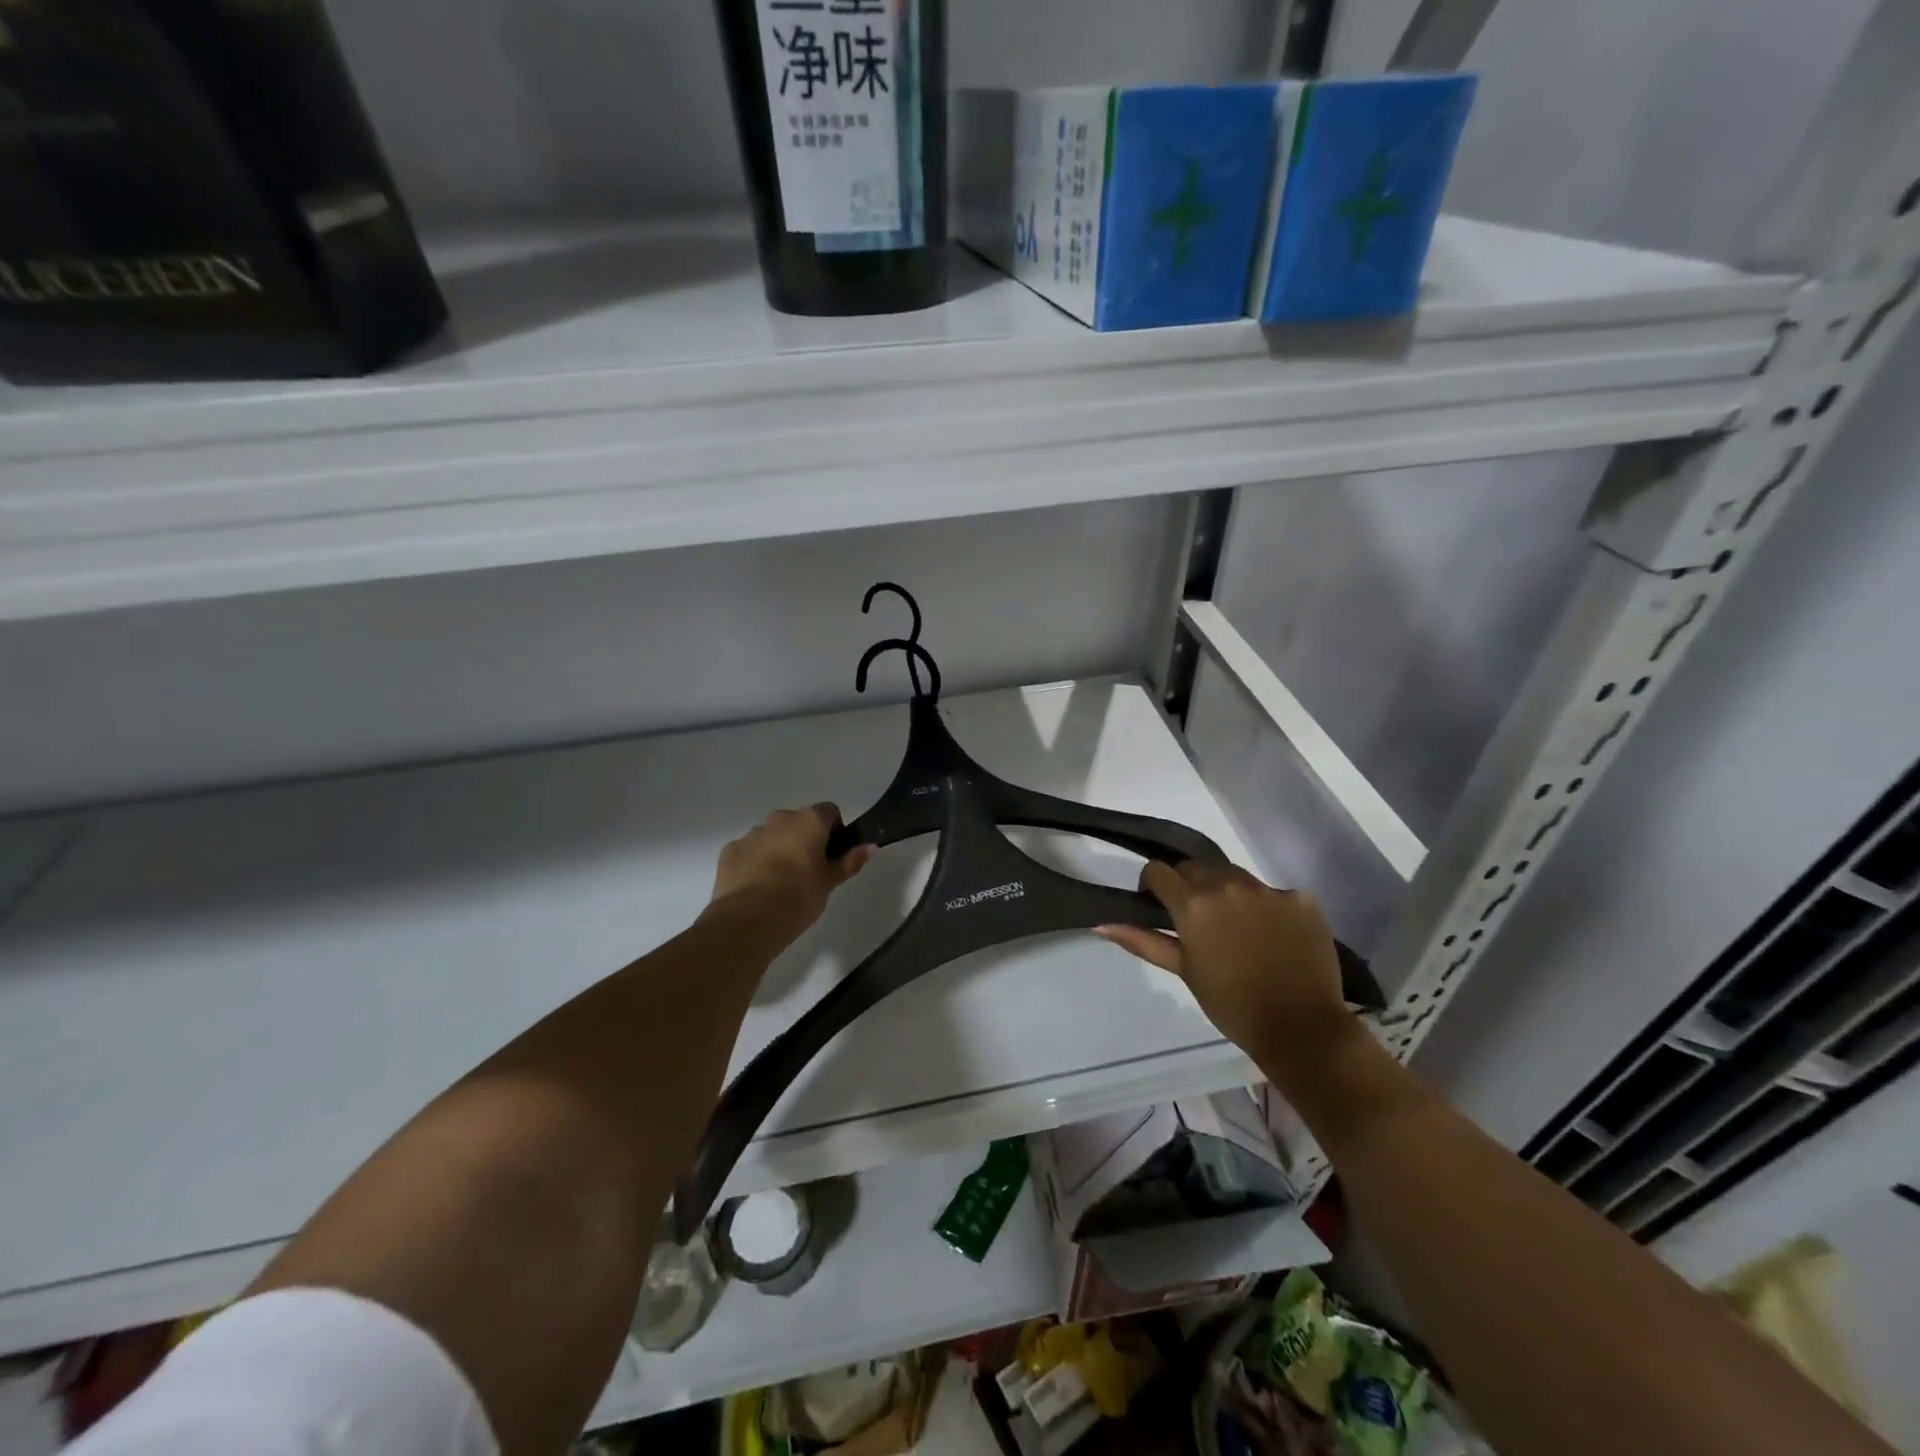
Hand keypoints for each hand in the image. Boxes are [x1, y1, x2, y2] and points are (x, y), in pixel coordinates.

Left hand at [708, 804, 874, 945]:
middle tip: (808, 872)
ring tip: (780, 884)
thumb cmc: (799, 897)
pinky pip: (748, 851)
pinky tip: (757, 889)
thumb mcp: (830, 882)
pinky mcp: (729, 852)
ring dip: (778, 851)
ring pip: (771, 836)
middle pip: (798, 822)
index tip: (832, 856)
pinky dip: (754, 863)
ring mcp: (751, 834)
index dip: (834, 831)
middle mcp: (779, 819)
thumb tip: (871, 846)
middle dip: (803, 840)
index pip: (829, 812)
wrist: (749, 920)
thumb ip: (850, 861)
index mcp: (808, 821)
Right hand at [1097, 862, 1355, 1064]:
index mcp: (1193, 902)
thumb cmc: (1231, 1004)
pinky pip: (1274, 893)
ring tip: (1236, 928)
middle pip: (1196, 868)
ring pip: (1235, 876)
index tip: (1157, 904)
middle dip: (1189, 886)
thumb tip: (1102, 924)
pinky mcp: (1301, 898)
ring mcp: (1268, 889)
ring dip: (1227, 893)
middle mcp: (1228, 884)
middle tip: (1196, 920)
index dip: (1153, 885)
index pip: (1158, 871)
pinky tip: (1274, 937)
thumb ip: (1143, 941)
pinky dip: (1267, 908)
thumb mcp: (1183, 971)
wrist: (1301, 1028)